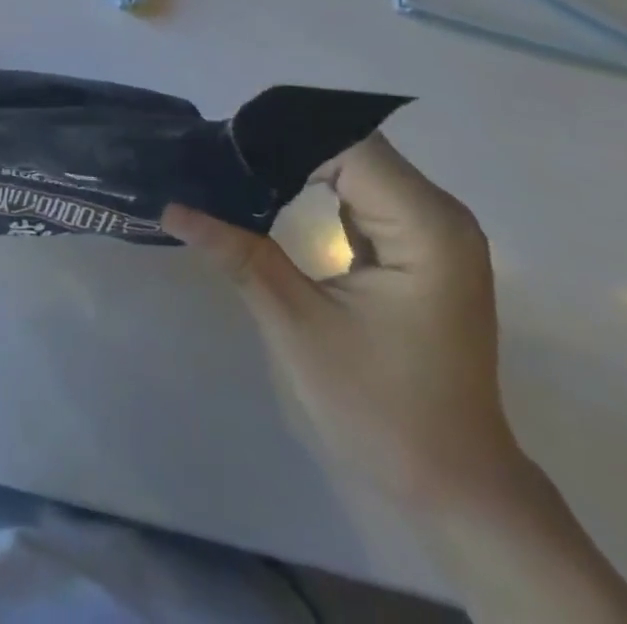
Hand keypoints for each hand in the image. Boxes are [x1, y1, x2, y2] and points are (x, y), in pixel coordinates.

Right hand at [164, 133, 523, 512]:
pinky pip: (363, 193)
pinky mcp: (419, 246)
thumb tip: (171, 205)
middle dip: (284, 146)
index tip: (222, 146)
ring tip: (235, 165)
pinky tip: (273, 190)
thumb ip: (237, 253)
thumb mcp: (298, 325)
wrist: (455, 488)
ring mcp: (434, 230)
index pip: (346, 145)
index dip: (282, 137)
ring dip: (298, 163)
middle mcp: (440, 213)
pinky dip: (318, 186)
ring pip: (356, 165)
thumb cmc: (382, 410)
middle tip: (219, 154)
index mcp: (425, 226)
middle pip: (352, 147)